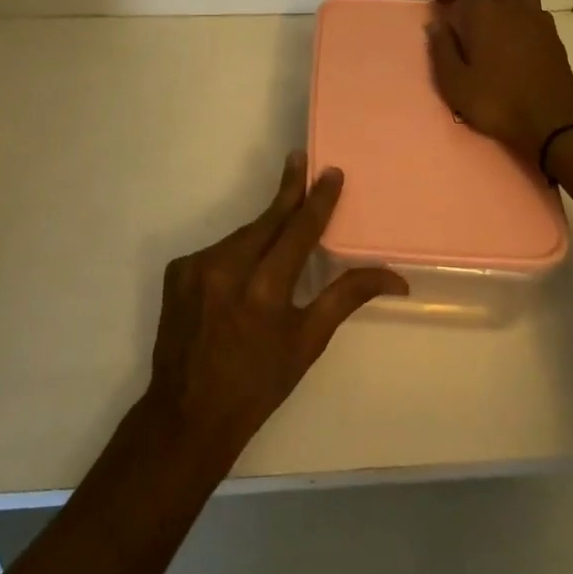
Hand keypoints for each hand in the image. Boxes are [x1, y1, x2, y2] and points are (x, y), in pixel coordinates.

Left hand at [144, 153, 406, 461]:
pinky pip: (217, 250)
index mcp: (265, 290)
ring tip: (279, 233)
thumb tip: (395, 275)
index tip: (330, 171)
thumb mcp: (308, 343)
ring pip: (242, 235)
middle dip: (288, 191)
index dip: (318, 199)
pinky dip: (235, 254)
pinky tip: (240, 273)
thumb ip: (346, 296)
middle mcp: (228, 268)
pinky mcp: (177, 270)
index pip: (299, 230)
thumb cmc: (258, 384)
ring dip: (263, 231)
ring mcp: (197, 266)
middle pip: (267, 219)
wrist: (186, 414)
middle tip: (300, 159)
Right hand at [428, 0, 572, 166]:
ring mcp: (536, 18)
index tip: (441, 3)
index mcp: (484, 13)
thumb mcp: (455, 83)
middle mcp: (511, 6)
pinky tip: (515, 31)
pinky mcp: (553, 33)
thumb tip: (437, 24)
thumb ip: (442, 49)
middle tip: (465, 5)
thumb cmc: (496, 102)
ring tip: (493, 11)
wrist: (551, 123)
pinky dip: (523, 8)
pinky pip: (536, 6)